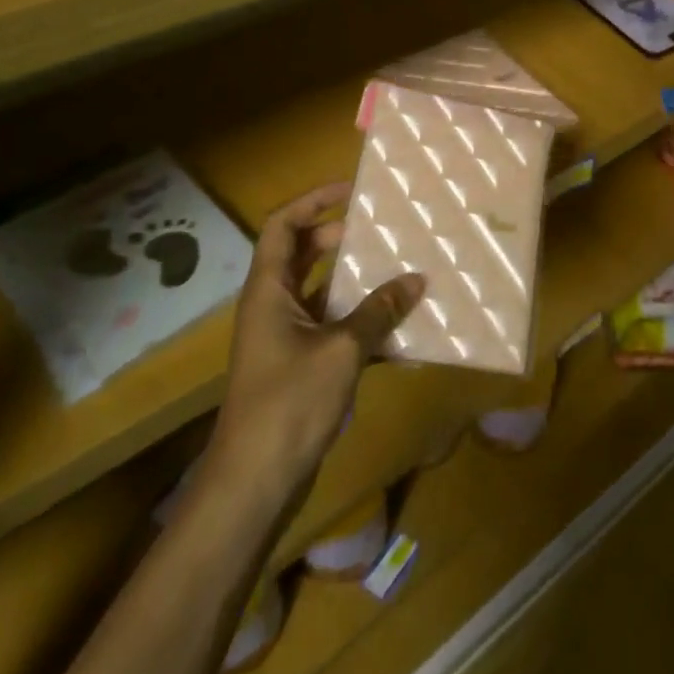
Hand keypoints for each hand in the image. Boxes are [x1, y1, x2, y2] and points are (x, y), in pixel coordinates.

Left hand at [207, 182, 424, 496]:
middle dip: (343, 239)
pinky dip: (363, 323)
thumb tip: (417, 279)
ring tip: (400, 270)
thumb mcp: (342, 349)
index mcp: (269, 290)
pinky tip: (401, 332)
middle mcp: (274, 305)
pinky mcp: (300, 365)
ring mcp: (286, 337)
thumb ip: (379, 311)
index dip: (314, 201)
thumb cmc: (289, 402)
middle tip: (384, 232)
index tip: (354, 191)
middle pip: (304, 254)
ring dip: (357, 281)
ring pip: (323, 291)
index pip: (282, 225)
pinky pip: (334, 328)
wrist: (255, 482)